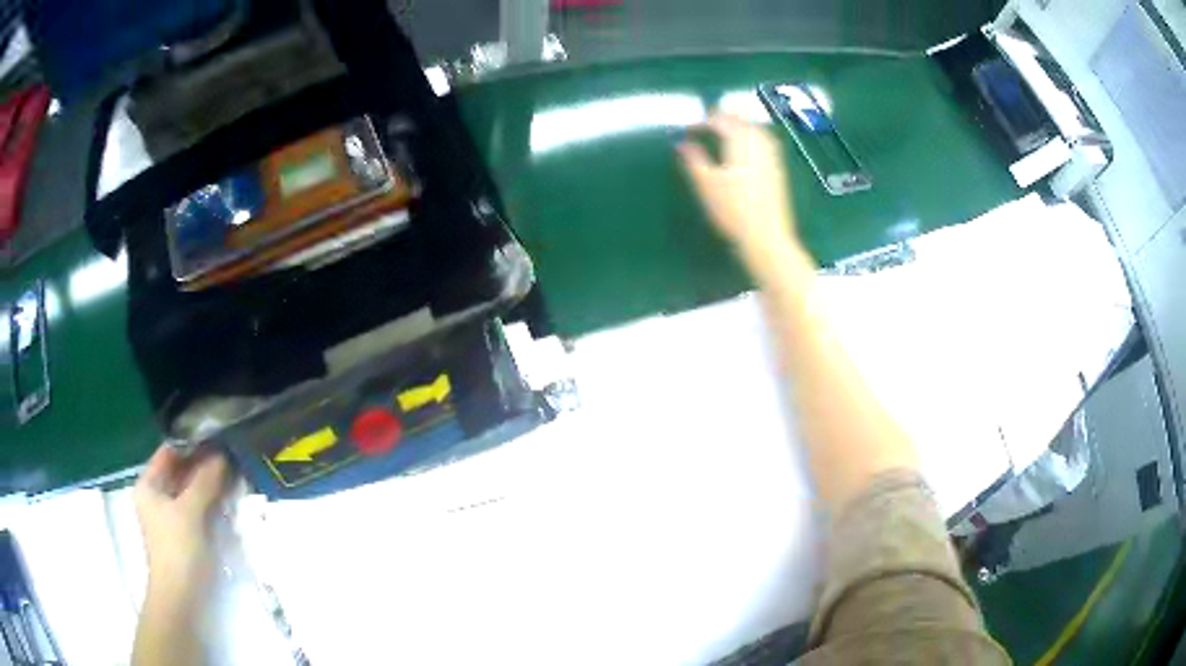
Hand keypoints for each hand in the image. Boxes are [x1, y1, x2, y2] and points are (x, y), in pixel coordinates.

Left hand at [134, 446, 232, 598]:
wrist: (181, 597)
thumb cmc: (177, 549)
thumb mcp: (190, 511)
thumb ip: (205, 481)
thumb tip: (222, 454)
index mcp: (149, 484)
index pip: (169, 452)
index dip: (191, 444)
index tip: (216, 437)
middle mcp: (157, 495)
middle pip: (181, 471)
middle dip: (203, 464)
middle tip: (230, 455)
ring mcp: (171, 515)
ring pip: (191, 490)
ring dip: (209, 484)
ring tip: (233, 474)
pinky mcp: (186, 532)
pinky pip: (198, 508)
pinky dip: (210, 501)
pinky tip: (227, 498)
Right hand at [678, 113, 806, 266]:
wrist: (766, 236)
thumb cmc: (732, 210)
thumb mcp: (706, 184)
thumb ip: (693, 159)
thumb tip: (681, 143)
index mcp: (739, 141)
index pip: (719, 120)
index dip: (701, 121)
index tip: (687, 128)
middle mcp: (758, 142)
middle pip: (740, 120)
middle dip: (722, 118)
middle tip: (705, 124)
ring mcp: (771, 155)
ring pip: (755, 128)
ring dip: (739, 125)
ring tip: (723, 131)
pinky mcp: (778, 168)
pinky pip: (764, 141)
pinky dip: (751, 136)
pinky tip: (744, 147)